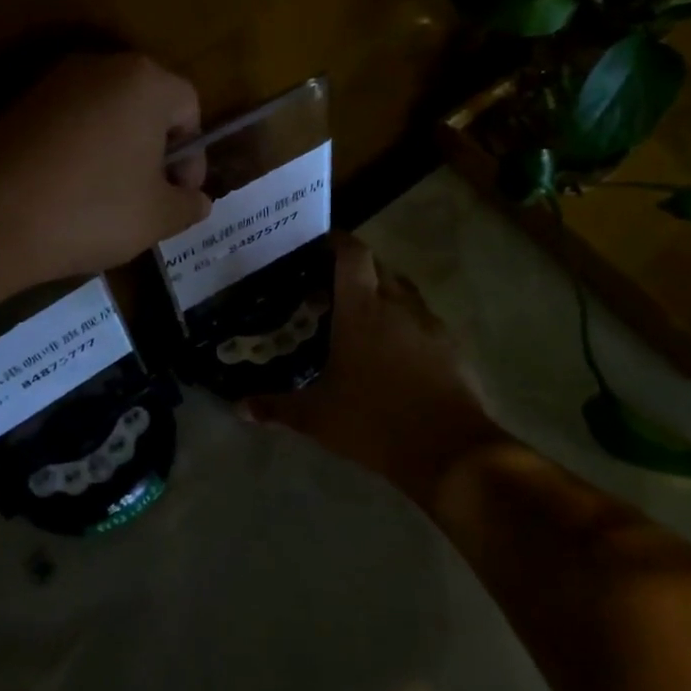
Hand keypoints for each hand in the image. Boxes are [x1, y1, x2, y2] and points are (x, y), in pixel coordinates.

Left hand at [0, 52, 210, 292]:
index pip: (189, 107)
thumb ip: (189, 204)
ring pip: (106, 111)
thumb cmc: (91, 210)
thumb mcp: (157, 217)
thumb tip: (197, 200)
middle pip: (147, 103)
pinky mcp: (18, 101)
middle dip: (156, 149)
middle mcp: (100, 66)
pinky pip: (68, 121)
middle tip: (150, 196)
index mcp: (144, 81)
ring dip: (118, 149)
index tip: (180, 195)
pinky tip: (69, 189)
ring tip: (109, 197)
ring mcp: (53, 80)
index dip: (193, 155)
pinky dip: (80, 149)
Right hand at [241, 232, 500, 503]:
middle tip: (331, 285)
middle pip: (379, 266)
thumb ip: (276, 407)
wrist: (450, 450)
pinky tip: (394, 347)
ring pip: (404, 290)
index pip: (352, 254)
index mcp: (362, 308)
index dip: (338, 241)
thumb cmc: (373, 421)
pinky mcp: (452, 345)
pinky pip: (424, 318)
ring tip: (362, 313)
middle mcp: (397, 304)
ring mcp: (429, 323)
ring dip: (383, 292)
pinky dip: (406, 321)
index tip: (320, 244)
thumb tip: (238, 407)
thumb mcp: (317, 417)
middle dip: (357, 268)